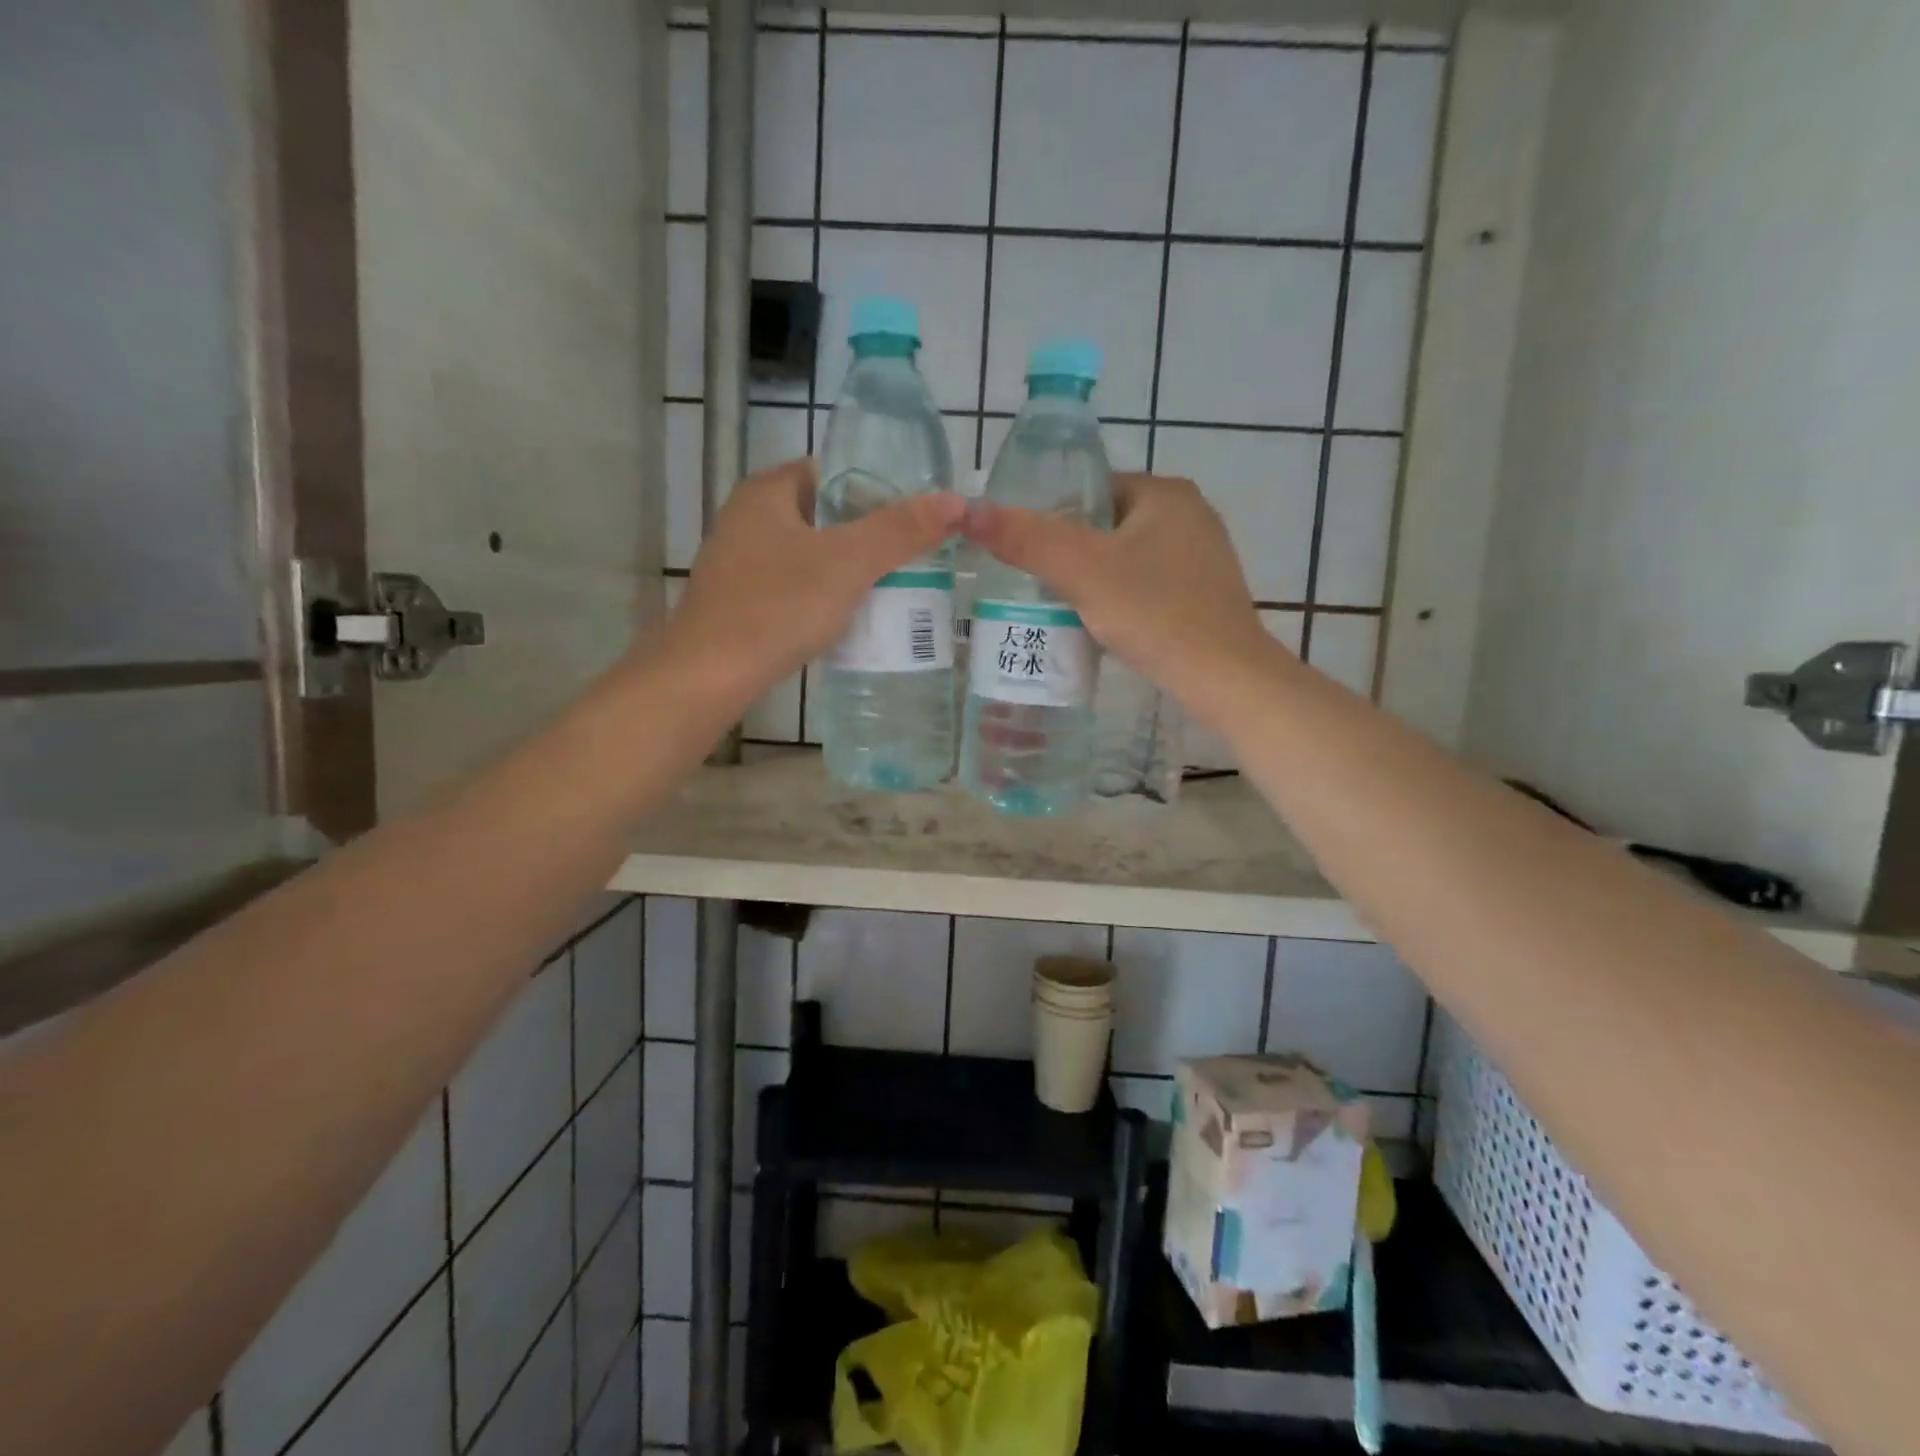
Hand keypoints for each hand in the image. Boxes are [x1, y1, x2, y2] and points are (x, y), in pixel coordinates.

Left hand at [662, 457, 965, 706]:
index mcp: (767, 492)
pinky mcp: (740, 602)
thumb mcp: (848, 564)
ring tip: (891, 589)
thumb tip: (956, 501)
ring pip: (809, 556)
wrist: (709, 676)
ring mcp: (739, 563)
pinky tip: (848, 620)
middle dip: (866, 535)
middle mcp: (747, 519)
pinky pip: (794, 588)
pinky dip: (822, 598)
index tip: (912, 518)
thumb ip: (901, 531)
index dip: (875, 489)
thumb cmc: (778, 607)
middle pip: (823, 516)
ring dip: (846, 570)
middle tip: (911, 556)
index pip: (831, 472)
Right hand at [961, 473, 1284, 727]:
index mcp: (1165, 492)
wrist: (1224, 679)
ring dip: (1091, 579)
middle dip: (1068, 552)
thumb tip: (967, 511)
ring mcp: (1200, 556)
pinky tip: (1098, 624)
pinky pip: (1144, 585)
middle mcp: (1189, 514)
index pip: (1089, 488)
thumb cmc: (1155, 614)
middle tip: (1030, 583)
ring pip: (1123, 558)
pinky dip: (1118, 599)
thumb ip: (1026, 539)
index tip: (1020, 550)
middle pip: (1105, 525)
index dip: (1049, 516)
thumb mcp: (1082, 572)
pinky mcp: (1202, 593)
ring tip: (1055, 606)